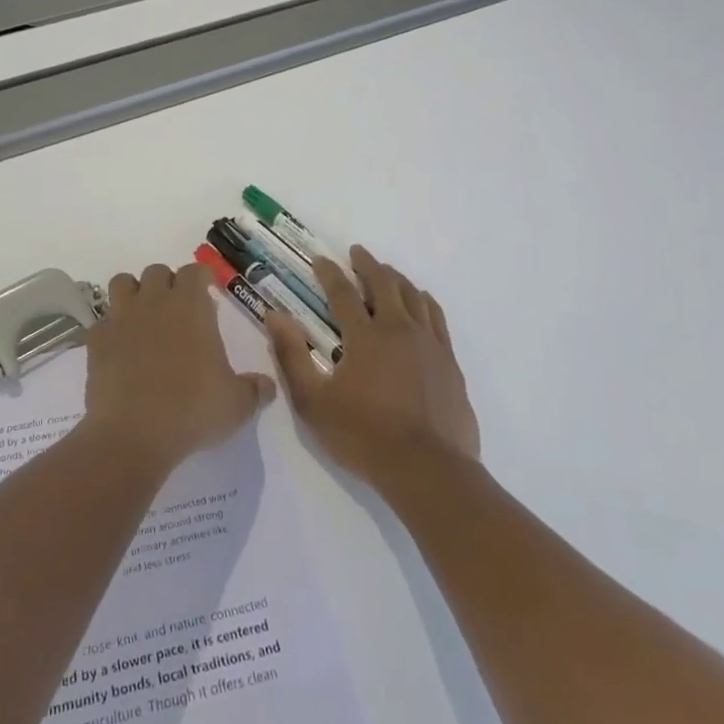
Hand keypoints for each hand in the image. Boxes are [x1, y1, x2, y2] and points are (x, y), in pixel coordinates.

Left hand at [84, 262, 276, 472]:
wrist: (132, 435)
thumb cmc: (192, 411)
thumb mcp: (237, 405)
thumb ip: (254, 390)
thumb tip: (266, 386)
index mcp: (191, 307)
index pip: (195, 270)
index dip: (202, 278)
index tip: (208, 293)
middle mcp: (154, 302)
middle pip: (157, 271)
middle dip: (168, 283)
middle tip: (177, 310)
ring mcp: (121, 318)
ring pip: (122, 283)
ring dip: (134, 293)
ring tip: (143, 318)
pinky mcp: (96, 341)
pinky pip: (102, 321)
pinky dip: (110, 329)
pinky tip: (119, 350)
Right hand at [265, 245, 479, 487]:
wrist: (429, 470)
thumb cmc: (364, 437)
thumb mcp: (314, 403)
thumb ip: (292, 357)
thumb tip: (274, 317)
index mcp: (365, 336)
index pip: (343, 293)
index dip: (329, 273)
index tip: (320, 259)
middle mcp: (398, 329)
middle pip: (383, 283)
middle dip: (367, 264)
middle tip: (357, 253)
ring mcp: (429, 343)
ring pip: (413, 295)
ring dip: (396, 278)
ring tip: (386, 272)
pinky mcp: (449, 361)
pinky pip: (437, 317)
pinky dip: (424, 300)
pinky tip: (421, 301)